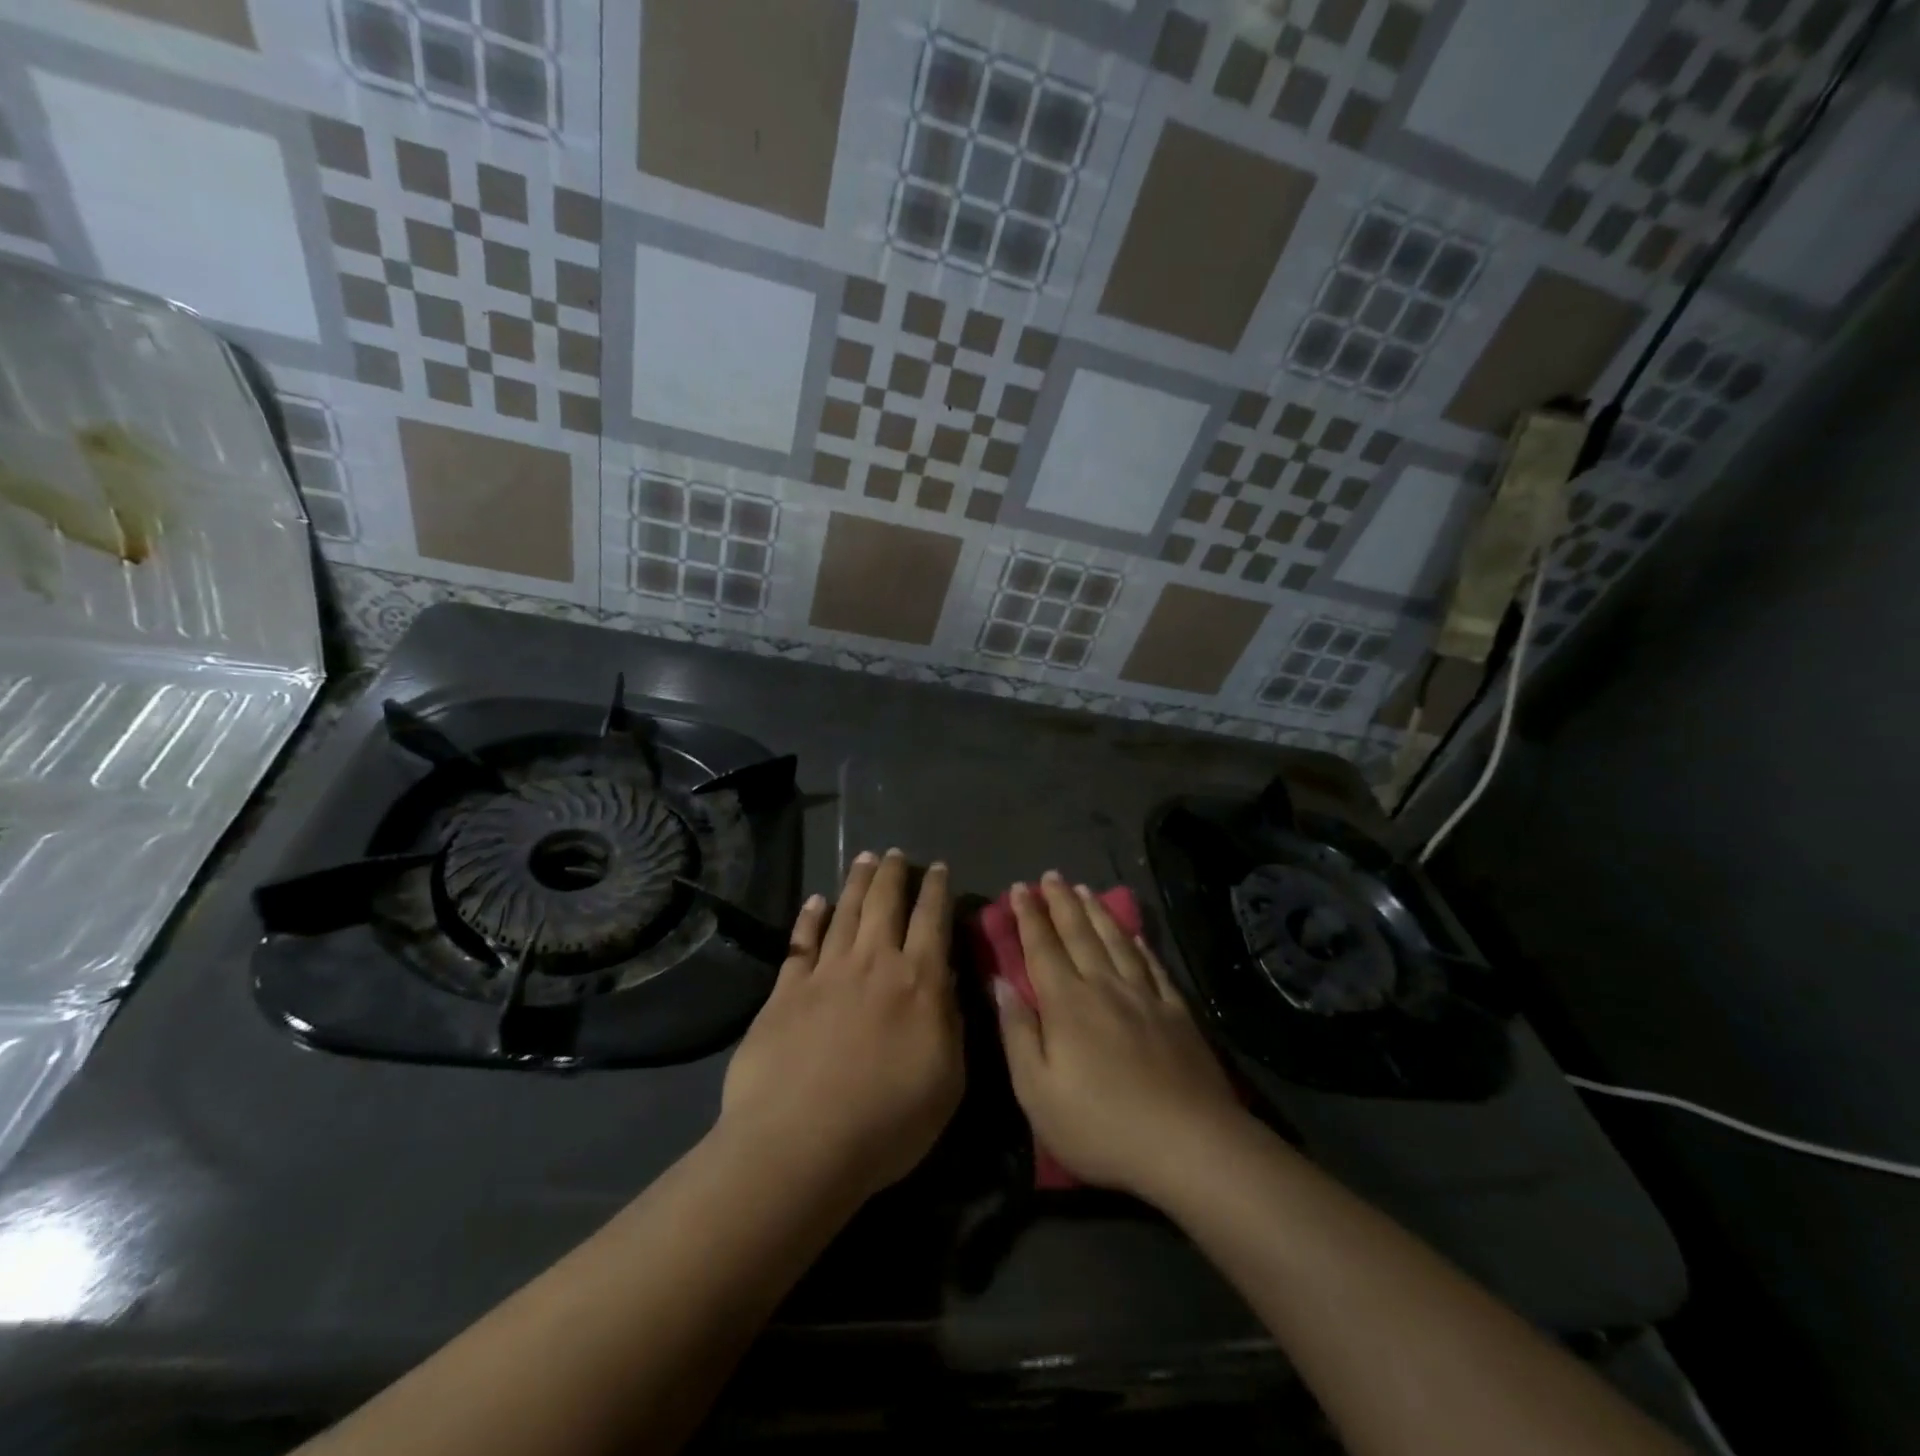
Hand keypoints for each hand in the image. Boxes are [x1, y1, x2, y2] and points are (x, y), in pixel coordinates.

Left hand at [720, 849, 963, 1201]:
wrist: (799, 1145)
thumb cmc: (887, 1123)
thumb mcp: (947, 1081)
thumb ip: (952, 1023)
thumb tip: (950, 978)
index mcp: (919, 982)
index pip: (932, 920)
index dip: (937, 890)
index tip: (938, 868)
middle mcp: (873, 963)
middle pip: (885, 903)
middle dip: (894, 873)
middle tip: (896, 853)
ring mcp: (826, 972)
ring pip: (846, 911)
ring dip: (857, 882)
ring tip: (865, 858)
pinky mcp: (786, 990)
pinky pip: (801, 941)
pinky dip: (810, 917)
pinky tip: (815, 900)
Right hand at [995, 873, 1243, 1199]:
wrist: (1188, 1144)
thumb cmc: (1100, 1126)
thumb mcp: (1037, 1092)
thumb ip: (1017, 1033)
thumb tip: (1000, 983)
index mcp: (1067, 1004)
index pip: (1042, 948)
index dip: (1029, 917)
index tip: (1020, 888)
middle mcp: (1104, 987)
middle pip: (1079, 934)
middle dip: (1061, 903)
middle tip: (1050, 875)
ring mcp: (1145, 996)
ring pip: (1116, 941)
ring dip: (1097, 912)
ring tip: (1084, 890)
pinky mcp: (1177, 1012)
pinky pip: (1153, 965)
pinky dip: (1140, 944)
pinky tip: (1135, 933)